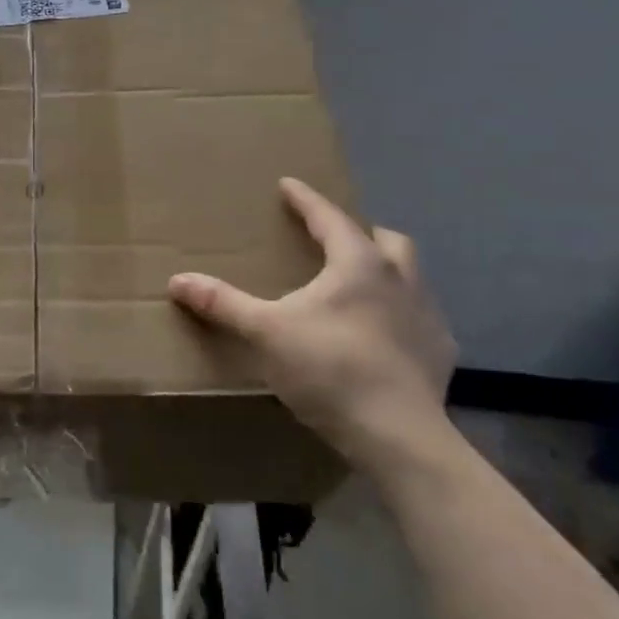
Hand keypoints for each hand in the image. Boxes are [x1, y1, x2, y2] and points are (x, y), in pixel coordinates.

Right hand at [169, 178, 456, 467]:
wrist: (398, 435)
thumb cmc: (329, 369)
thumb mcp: (265, 333)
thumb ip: (223, 304)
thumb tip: (178, 281)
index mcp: (358, 265)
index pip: (329, 218)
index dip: (306, 200)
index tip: (289, 184)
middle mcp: (400, 280)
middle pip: (386, 240)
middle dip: (359, 233)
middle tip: (334, 241)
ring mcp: (427, 316)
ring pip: (410, 276)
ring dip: (385, 272)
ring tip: (357, 287)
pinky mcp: (440, 352)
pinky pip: (421, 318)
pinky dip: (400, 315)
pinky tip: (383, 336)